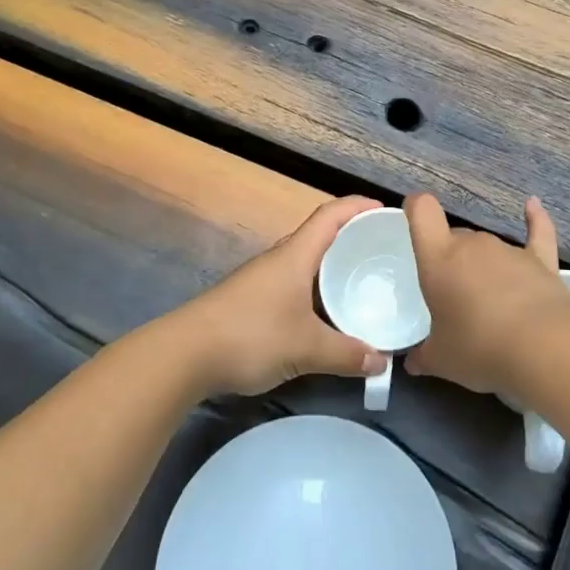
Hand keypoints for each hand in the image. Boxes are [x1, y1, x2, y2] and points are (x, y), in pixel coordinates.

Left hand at [173, 196, 388, 396]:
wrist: (184, 355)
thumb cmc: (250, 335)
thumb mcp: (306, 348)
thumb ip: (346, 354)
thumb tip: (381, 363)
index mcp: (295, 255)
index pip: (331, 215)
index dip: (358, 206)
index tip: (385, 210)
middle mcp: (279, 259)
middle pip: (319, 235)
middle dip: (351, 237)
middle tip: (382, 250)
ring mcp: (262, 279)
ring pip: (305, 262)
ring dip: (332, 265)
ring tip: (361, 280)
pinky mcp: (250, 300)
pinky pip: (293, 283)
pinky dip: (315, 289)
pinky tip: (325, 313)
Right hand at [405, 193, 569, 397]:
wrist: (543, 348)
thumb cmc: (479, 348)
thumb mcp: (441, 360)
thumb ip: (423, 356)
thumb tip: (412, 362)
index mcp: (439, 260)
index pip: (423, 213)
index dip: (415, 208)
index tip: (412, 217)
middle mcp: (472, 245)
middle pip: (455, 238)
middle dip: (451, 262)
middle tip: (452, 299)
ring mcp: (508, 250)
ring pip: (487, 247)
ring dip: (483, 266)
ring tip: (488, 303)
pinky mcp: (541, 261)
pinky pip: (536, 233)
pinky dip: (534, 219)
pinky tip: (532, 205)